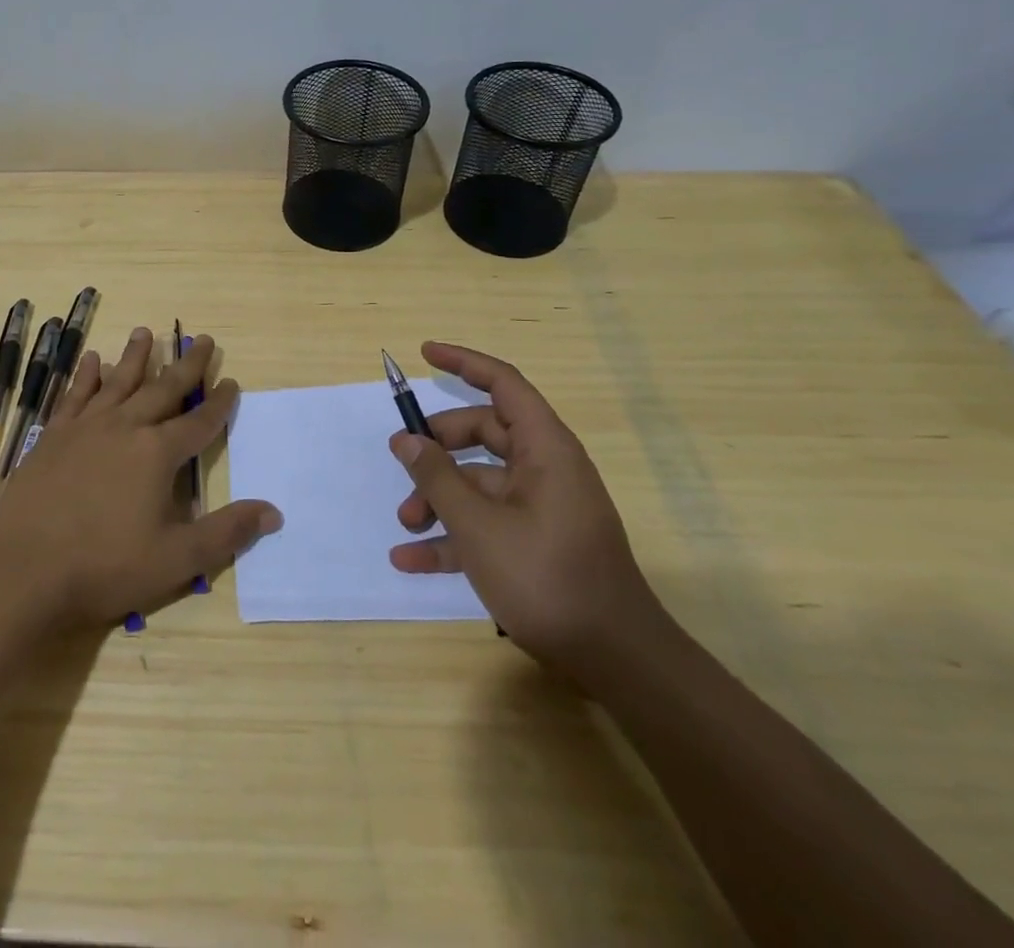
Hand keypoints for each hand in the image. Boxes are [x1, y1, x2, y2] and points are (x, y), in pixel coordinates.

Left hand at [0, 326, 281, 631]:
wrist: (24, 570)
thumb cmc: (104, 567)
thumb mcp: (176, 560)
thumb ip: (226, 533)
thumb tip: (273, 513)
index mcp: (157, 454)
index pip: (199, 422)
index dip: (219, 404)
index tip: (232, 383)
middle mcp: (125, 428)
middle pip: (163, 389)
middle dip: (187, 365)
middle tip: (202, 339)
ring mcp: (86, 428)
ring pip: (118, 382)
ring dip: (136, 357)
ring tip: (146, 331)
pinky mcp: (54, 436)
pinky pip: (75, 396)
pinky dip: (86, 376)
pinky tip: (91, 360)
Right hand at [387, 341, 658, 676]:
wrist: (614, 659)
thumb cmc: (547, 577)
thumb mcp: (478, 525)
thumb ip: (437, 477)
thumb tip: (406, 439)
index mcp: (545, 449)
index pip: (504, 384)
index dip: (464, 363)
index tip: (425, 354)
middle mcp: (545, 469)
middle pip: (483, 433)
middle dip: (437, 446)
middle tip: (400, 458)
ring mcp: (540, 507)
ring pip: (479, 481)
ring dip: (439, 497)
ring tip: (404, 523)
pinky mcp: (536, 542)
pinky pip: (487, 522)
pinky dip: (453, 536)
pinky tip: (411, 558)